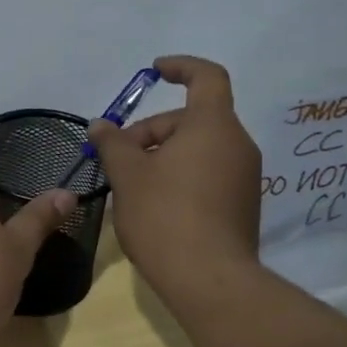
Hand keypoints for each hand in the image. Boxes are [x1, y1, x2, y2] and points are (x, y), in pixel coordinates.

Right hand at [88, 54, 264, 295]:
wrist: (209, 279)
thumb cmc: (165, 216)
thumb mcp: (128, 175)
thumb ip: (113, 144)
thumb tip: (101, 125)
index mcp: (213, 126)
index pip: (206, 77)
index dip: (180, 67)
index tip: (154, 72)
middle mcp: (237, 145)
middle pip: (193, 120)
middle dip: (152, 131)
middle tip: (118, 158)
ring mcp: (245, 177)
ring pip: (199, 149)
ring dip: (164, 156)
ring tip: (132, 185)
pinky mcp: (243, 205)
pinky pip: (209, 174)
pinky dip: (181, 176)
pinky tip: (155, 206)